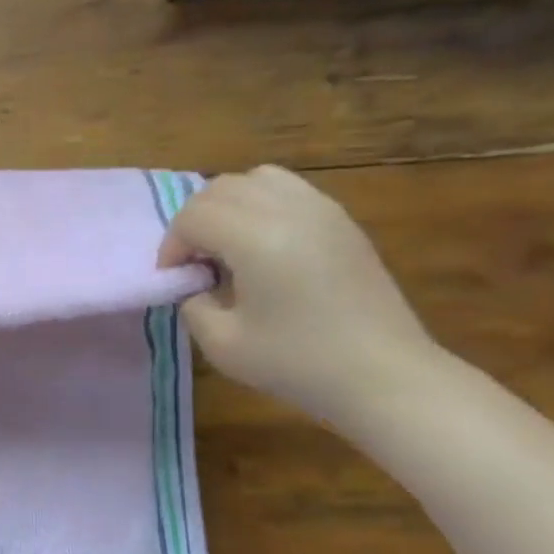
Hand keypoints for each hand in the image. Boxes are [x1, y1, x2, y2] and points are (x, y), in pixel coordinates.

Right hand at [157, 166, 437, 428]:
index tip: (175, 279)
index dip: (172, 246)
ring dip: (228, 206)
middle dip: (194, 222)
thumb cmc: (296, 362)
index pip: (193, 216)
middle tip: (194, 264)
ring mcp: (321, 210)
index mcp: (257, 238)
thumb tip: (196, 284)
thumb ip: (193, 304)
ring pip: (256, 179)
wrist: (381, 373)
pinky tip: (262, 246)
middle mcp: (289, 210)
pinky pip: (288, 190)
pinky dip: (261, 206)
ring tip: (227, 247)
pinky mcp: (341, 220)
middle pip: (220, 188)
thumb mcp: (220, 344)